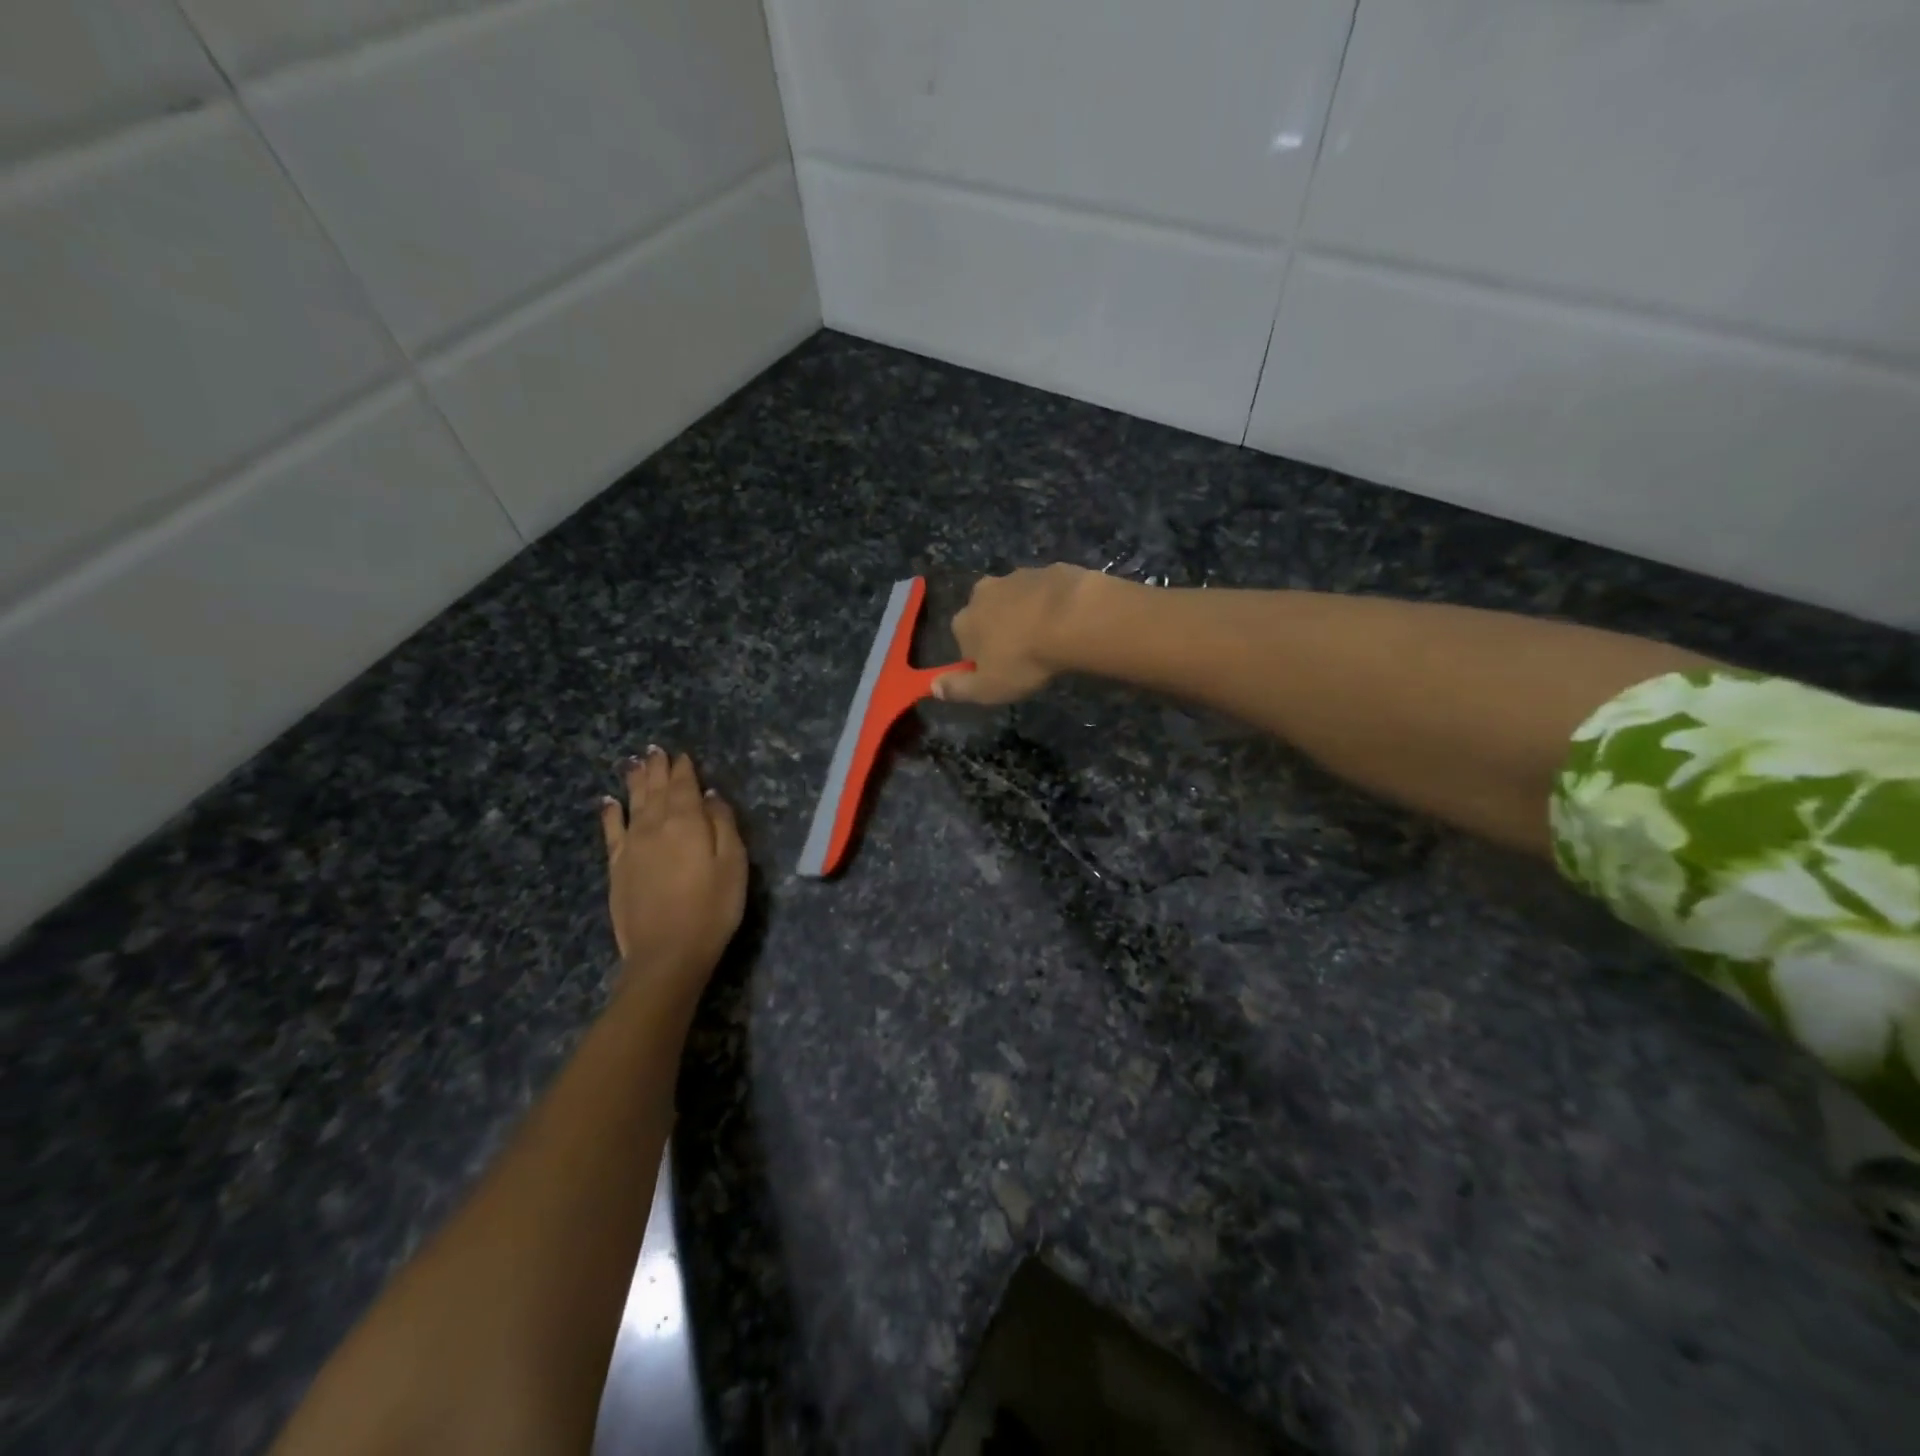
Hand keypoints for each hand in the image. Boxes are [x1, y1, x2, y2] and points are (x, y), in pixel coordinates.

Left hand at [598, 749, 746, 1000]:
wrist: (667, 953)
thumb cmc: (712, 908)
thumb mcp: (734, 864)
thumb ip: (723, 824)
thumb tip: (711, 795)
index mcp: (687, 822)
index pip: (684, 786)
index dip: (684, 769)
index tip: (682, 754)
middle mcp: (655, 826)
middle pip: (656, 790)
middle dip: (657, 768)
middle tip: (654, 750)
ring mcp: (632, 846)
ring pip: (632, 803)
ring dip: (634, 781)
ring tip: (633, 763)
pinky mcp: (617, 867)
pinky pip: (611, 831)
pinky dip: (610, 813)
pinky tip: (608, 801)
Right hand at [933, 564, 1095, 704]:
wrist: (1073, 618)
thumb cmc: (1024, 659)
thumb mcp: (988, 688)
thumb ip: (958, 689)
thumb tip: (933, 686)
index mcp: (963, 621)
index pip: (963, 642)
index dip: (981, 659)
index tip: (1001, 672)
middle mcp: (982, 592)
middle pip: (986, 615)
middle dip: (1000, 630)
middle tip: (1025, 654)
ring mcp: (1016, 576)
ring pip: (1015, 599)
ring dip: (1025, 614)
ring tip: (1049, 637)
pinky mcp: (1048, 569)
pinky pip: (1044, 590)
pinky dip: (1051, 602)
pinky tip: (1067, 620)